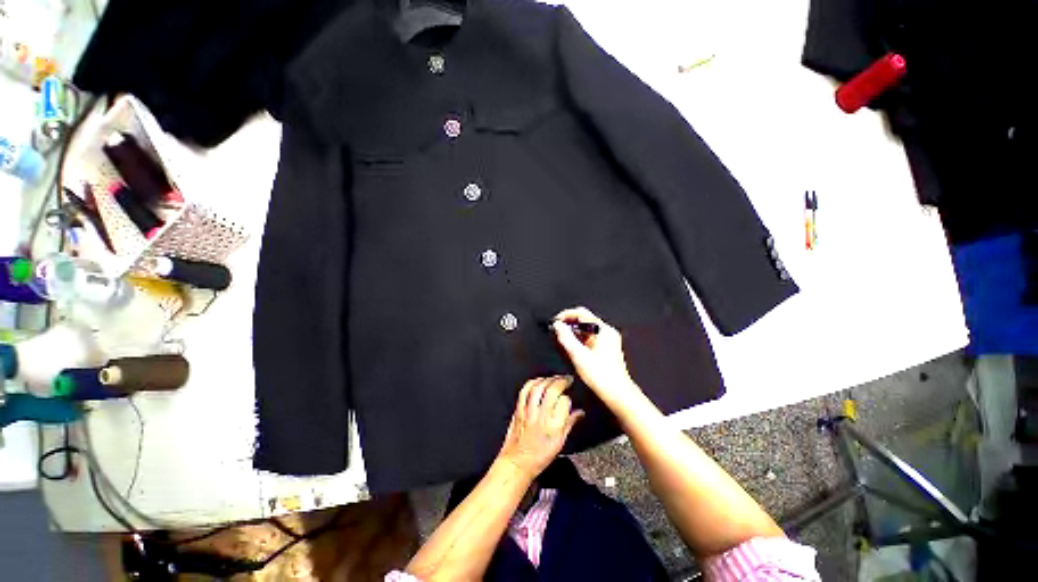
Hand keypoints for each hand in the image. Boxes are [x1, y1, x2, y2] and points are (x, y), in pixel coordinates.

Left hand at [497, 376, 583, 479]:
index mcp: (554, 426)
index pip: (565, 402)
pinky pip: (525, 391)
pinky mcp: (519, 409)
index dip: (568, 398)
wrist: (517, 463)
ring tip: (555, 378)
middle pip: (552, 390)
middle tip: (567, 379)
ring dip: (548, 379)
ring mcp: (528, 411)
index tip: (569, 398)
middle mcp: (541, 416)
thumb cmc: (540, 457)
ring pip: (539, 387)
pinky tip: (539, 381)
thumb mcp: (560, 443)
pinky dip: (533, 382)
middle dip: (561, 381)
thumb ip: (570, 424)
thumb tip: (580, 412)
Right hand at [552, 307, 642, 407]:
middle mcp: (607, 332)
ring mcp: (608, 340)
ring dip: (574, 332)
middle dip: (569, 323)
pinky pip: (591, 337)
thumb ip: (566, 338)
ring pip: (587, 328)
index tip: (555, 321)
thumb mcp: (578, 356)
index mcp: (603, 330)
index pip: (581, 313)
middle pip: (584, 319)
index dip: (566, 315)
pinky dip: (580, 339)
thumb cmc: (602, 377)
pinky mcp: (607, 348)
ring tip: (562, 339)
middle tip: (557, 330)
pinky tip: (572, 347)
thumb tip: (558, 325)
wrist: (618, 394)